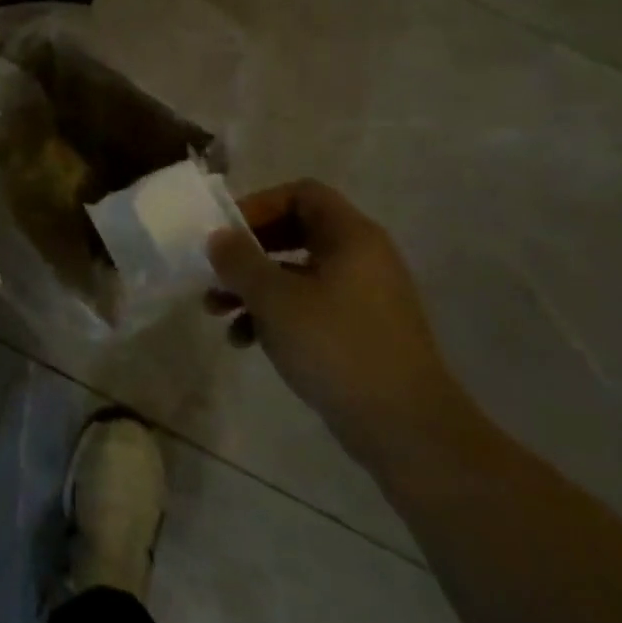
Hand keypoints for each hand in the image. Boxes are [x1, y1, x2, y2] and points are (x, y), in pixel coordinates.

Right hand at [207, 180, 471, 470]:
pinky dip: (275, 316)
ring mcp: (363, 298)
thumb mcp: (275, 298)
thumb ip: (240, 260)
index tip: (226, 232)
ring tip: (216, 312)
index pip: (301, 194)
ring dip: (253, 287)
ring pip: (296, 274)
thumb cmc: (337, 346)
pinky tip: (244, 341)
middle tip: (215, 270)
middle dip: (248, 252)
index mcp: (351, 237)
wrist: (405, 428)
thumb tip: (218, 236)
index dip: (259, 204)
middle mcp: (362, 258)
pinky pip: (308, 308)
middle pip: (295, 232)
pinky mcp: (359, 333)